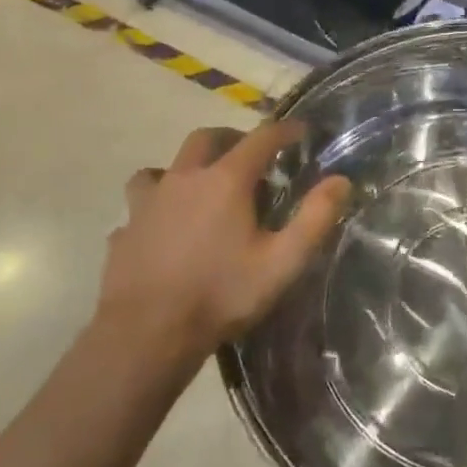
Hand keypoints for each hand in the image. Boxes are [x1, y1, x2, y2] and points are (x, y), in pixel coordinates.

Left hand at [100, 122, 350, 361]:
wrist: (146, 336)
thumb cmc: (222, 294)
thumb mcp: (282, 262)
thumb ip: (315, 218)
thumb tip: (342, 180)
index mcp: (226, 180)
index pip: (261, 138)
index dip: (285, 130)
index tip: (301, 131)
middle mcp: (184, 178)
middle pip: (206, 138)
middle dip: (232, 138)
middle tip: (250, 157)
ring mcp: (147, 203)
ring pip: (163, 167)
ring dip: (185, 169)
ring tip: (199, 189)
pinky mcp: (124, 231)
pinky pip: (140, 207)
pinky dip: (156, 208)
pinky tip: (163, 229)